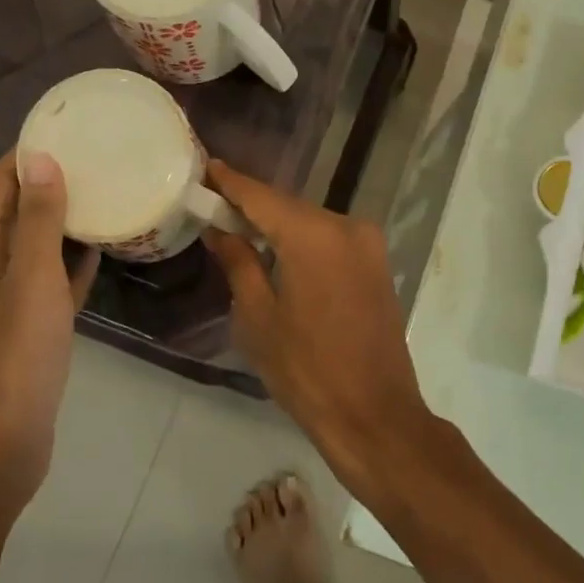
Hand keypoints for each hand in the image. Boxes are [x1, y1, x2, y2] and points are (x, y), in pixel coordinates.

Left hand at [0, 151, 99, 518]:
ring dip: (66, 221)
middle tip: (104, 159)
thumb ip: (38, 219)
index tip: (74, 129)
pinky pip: (49, 280)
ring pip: (36, 245)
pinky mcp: (25, 327)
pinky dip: (71, 262)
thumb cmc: (14, 357)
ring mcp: (3, 299)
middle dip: (54, 182)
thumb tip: (40, 157)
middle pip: (17, 209)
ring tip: (111, 194)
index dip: (31, 152)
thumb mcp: (31, 280)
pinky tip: (104, 250)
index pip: (0, 181)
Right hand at [201, 160, 434, 490]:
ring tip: (239, 230)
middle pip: (288, 207)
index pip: (261, 196)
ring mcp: (368, 245)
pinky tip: (278, 253)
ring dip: (278, 226)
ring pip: (310, 223)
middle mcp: (346, 226)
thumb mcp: (258, 317)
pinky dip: (303, 242)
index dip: (230, 182)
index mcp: (313, 235)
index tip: (205, 166)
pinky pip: (331, 241)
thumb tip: (219, 229)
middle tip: (214, 206)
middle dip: (252, 207)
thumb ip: (238, 262)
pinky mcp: (377, 265)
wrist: (375, 416)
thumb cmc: (306, 370)